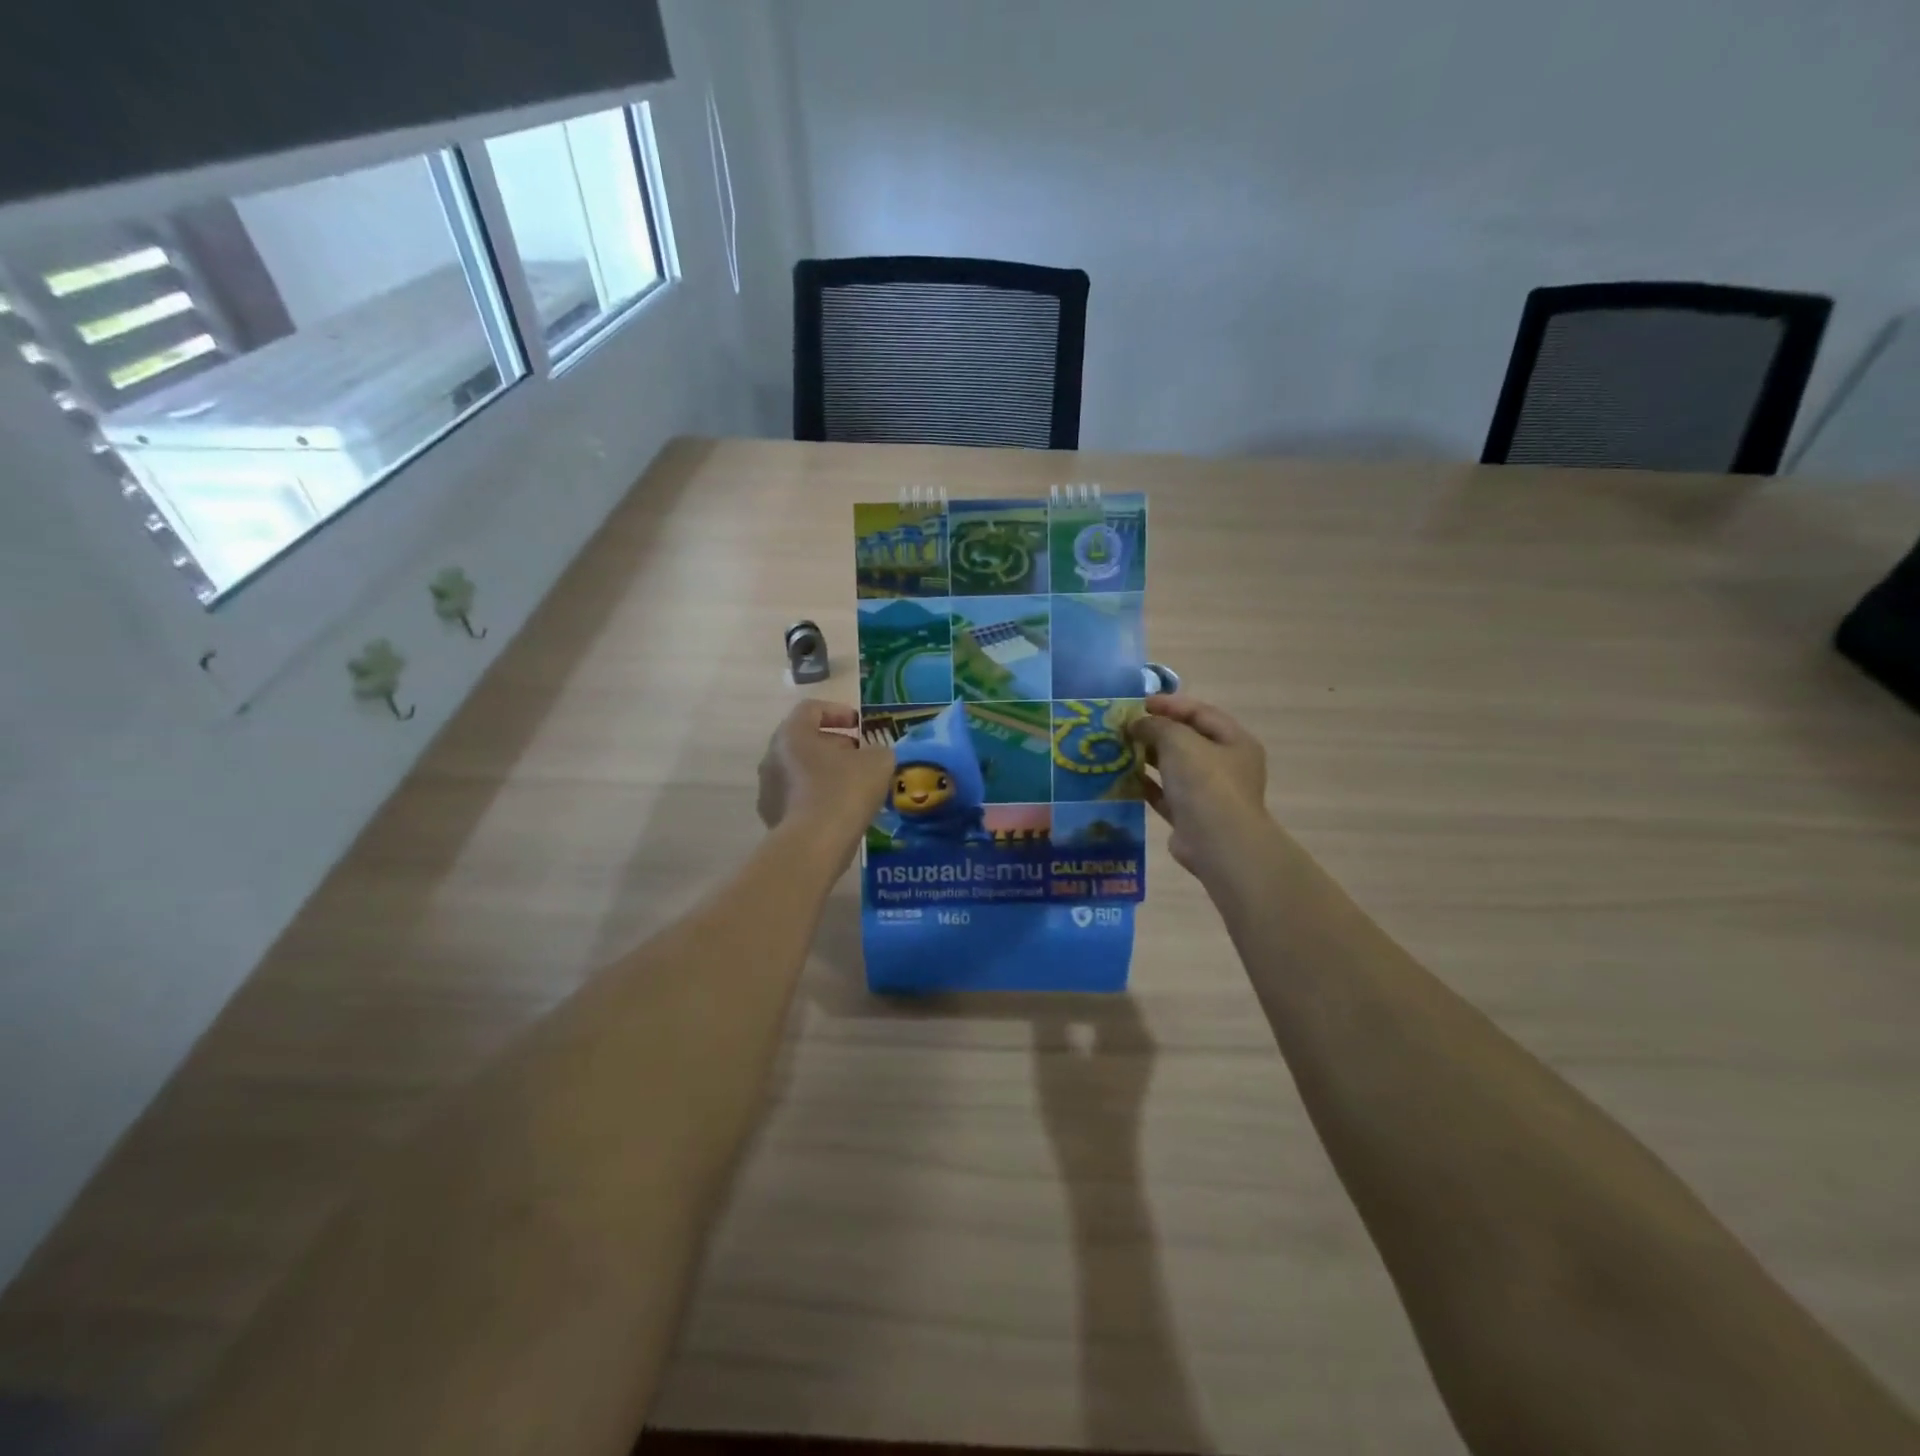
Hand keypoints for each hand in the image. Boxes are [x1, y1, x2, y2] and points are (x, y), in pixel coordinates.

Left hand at [757, 700, 892, 846]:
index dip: (838, 711)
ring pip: (799, 770)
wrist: (814, 844)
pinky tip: (840, 811)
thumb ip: (878, 750)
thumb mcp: (877, 762)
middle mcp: (772, 757)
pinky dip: (817, 797)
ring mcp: (768, 789)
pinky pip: (798, 797)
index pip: (811, 709)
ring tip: (853, 786)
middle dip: (833, 744)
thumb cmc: (844, 791)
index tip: (859, 725)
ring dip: (825, 772)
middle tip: (859, 755)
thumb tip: (874, 756)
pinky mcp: (772, 817)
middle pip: (803, 740)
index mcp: (792, 734)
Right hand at [1128, 694, 1271, 878]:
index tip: (1138, 703)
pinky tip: (1123, 778)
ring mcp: (1208, 793)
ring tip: (1118, 749)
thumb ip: (1156, 726)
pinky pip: (1165, 794)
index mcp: (1234, 741)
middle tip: (1124, 727)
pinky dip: (1146, 785)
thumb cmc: (1205, 782)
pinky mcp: (1190, 817)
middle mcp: (1225, 765)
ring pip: (1174, 768)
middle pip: (1187, 740)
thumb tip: (1137, 724)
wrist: (1217, 843)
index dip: (1170, 704)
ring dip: (1148, 758)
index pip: (1200, 712)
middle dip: (1156, 731)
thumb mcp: (1179, 741)